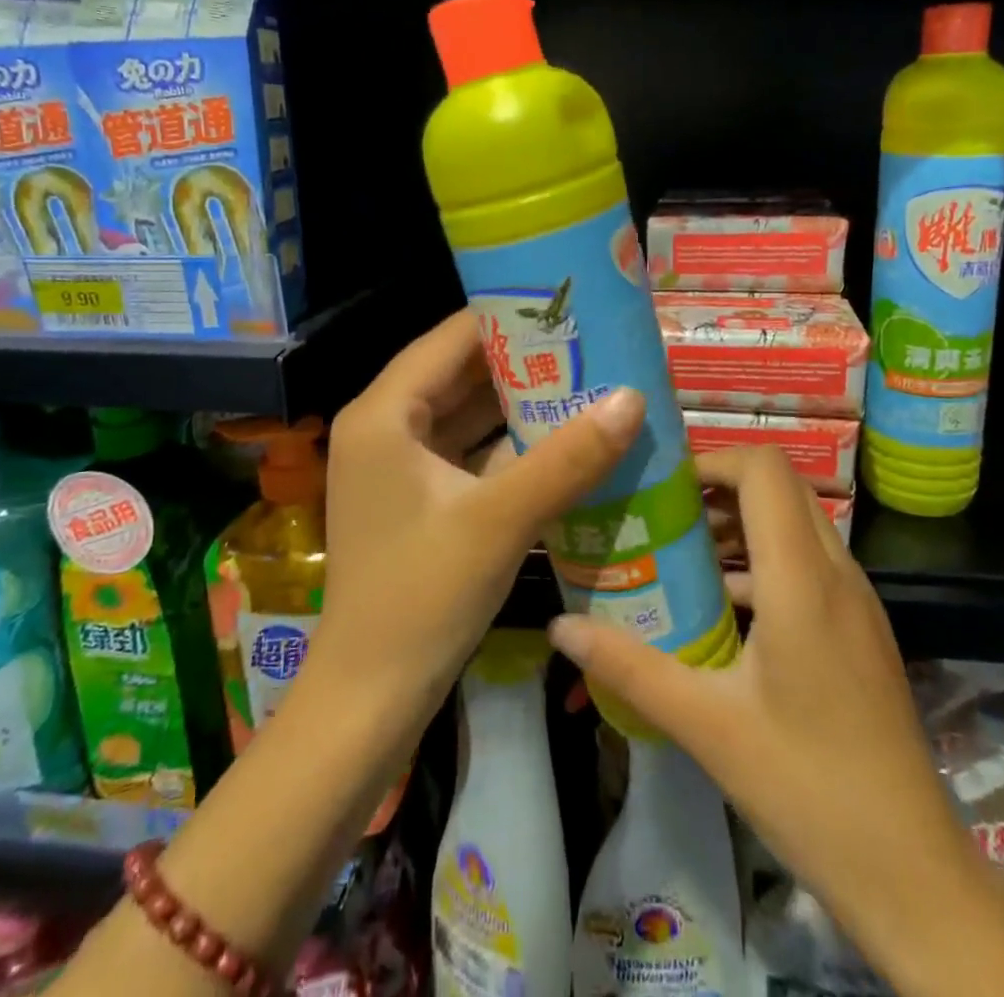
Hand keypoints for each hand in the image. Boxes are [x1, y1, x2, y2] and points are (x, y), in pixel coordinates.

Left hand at [308, 309, 645, 744]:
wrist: (370, 699)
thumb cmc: (422, 598)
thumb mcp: (500, 520)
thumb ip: (567, 457)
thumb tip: (633, 396)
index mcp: (384, 413)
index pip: (451, 338)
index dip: (509, 317)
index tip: (570, 305)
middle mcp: (384, 426)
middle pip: (459, 372)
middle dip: (523, 360)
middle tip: (592, 342)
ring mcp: (398, 464)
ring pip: (466, 413)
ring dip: (520, 402)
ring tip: (587, 378)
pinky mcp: (417, 496)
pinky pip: (468, 450)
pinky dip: (509, 442)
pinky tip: (561, 437)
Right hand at [545, 447, 1001, 983]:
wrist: (912, 871)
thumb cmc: (806, 786)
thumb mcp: (705, 724)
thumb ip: (629, 667)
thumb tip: (561, 627)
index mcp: (802, 579)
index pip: (765, 469)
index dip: (713, 460)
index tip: (663, 486)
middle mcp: (837, 573)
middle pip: (781, 487)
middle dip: (720, 487)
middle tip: (663, 513)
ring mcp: (856, 600)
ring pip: (797, 524)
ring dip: (741, 524)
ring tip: (681, 553)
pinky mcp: (861, 628)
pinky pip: (809, 563)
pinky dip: (763, 560)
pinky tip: (724, 609)